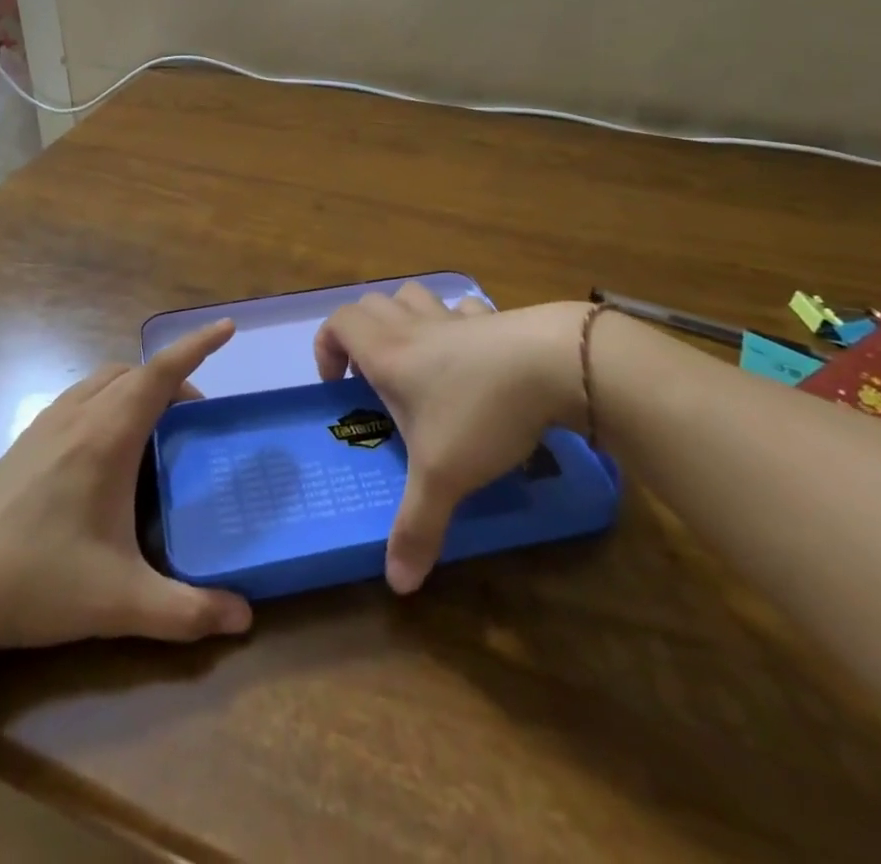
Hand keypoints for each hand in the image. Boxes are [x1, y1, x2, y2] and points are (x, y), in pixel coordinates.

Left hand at [0, 321, 252, 652]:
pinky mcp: (25, 440)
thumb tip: (244, 619)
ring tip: (156, 427)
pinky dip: (108, 398)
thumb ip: (187, 612)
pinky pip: (80, 396)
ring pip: (103, 380)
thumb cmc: (39, 582)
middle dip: (173, 380)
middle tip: (196, 420)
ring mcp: (46, 424)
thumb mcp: (120, 603)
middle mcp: (78, 416)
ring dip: (137, 386)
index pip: (160, 373)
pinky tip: (107, 445)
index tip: (228, 327)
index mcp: (107, 437)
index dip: (197, 346)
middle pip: (135, 373)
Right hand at [314, 284, 589, 593]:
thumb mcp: (443, 477)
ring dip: (403, 317)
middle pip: (370, 303)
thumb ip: (416, 528)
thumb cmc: (480, 413)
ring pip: (413, 296)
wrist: (553, 366)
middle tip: (372, 375)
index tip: (338, 385)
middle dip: (361, 333)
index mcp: (387, 353)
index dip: (327, 346)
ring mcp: (455, 317)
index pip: (338, 323)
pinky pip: (462, 308)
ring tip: (415, 357)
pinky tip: (469, 351)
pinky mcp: (493, 318)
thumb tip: (397, 585)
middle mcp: (414, 327)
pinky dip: (455, 321)